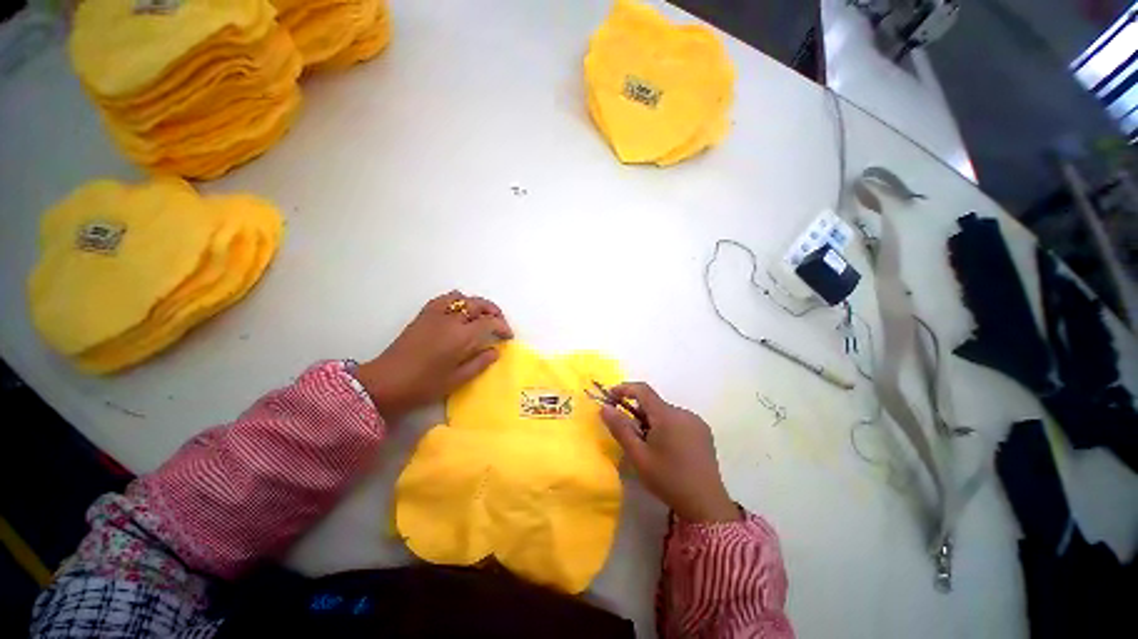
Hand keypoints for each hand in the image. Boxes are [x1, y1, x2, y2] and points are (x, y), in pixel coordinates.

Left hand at [354, 291, 512, 419]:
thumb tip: (495, 351)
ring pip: (463, 298)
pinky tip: (458, 310)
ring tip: (481, 316)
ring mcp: (436, 314)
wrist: (386, 382)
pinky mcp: (423, 315)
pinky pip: (443, 299)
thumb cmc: (424, 385)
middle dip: (494, 312)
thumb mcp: (457, 379)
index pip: (490, 322)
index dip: (503, 327)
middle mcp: (451, 319)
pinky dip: (456, 300)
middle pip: (479, 305)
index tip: (508, 336)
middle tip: (499, 324)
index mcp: (462, 336)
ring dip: (476, 304)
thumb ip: (480, 363)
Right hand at [600, 383, 739, 522]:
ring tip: (649, 447)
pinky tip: (667, 450)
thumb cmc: (668, 479)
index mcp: (667, 415)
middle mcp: (683, 413)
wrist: (706, 505)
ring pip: (665, 413)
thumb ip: (620, 428)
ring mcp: (696, 422)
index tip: (609, 396)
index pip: (642, 390)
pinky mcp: (704, 433)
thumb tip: (604, 408)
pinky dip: (666, 428)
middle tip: (629, 435)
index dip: (624, 389)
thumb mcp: (638, 456)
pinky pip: (678, 421)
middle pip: (654, 404)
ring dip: (652, 422)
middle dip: (637, 413)